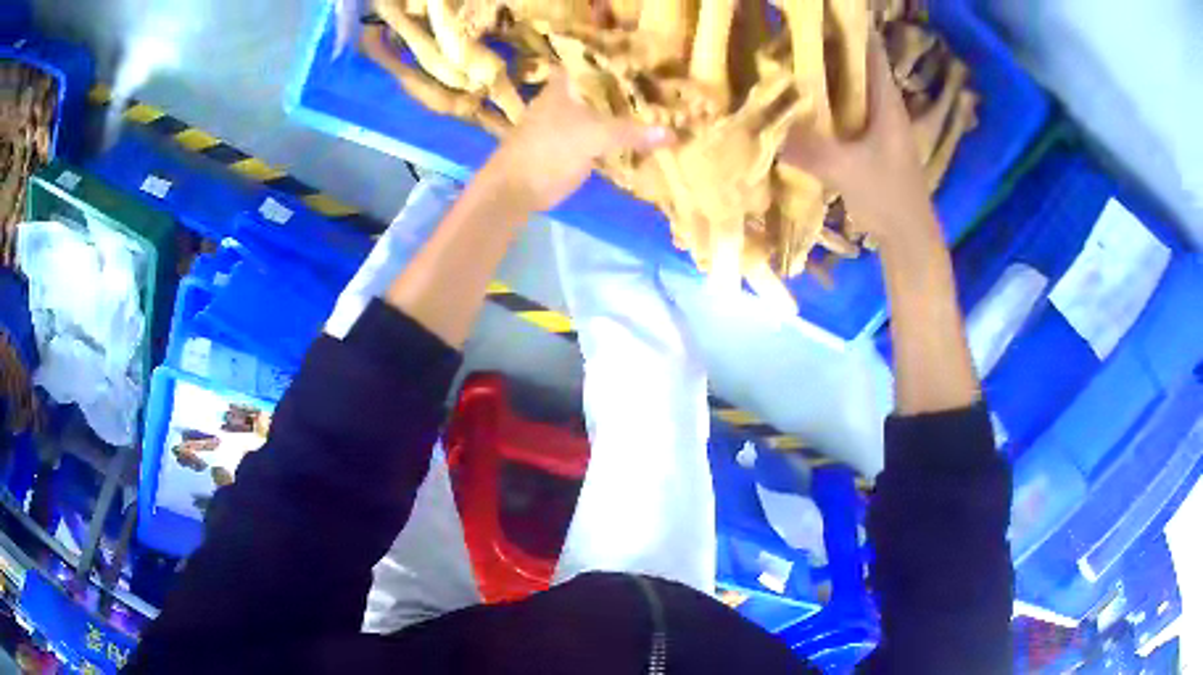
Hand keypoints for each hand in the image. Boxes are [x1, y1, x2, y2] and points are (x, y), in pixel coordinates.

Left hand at [487, 72, 672, 212]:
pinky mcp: (568, 147)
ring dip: (623, 115)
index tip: (643, 61)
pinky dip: (617, 138)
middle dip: (626, 90)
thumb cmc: (548, 149)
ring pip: (600, 113)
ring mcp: (565, 124)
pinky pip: (599, 137)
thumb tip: (671, 134)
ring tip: (657, 111)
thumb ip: (631, 132)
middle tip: (661, 89)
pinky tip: (639, 138)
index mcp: (563, 85)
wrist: (515, 189)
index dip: (615, 61)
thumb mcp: (593, 136)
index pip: (592, 63)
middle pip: (599, 89)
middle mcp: (563, 99)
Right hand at [780, 33, 938, 250]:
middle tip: (787, 34)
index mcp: (886, 101)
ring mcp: (875, 124)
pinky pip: (842, 110)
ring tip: (786, 59)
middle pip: (854, 63)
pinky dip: (822, 101)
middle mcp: (882, 105)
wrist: (908, 237)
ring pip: (847, 87)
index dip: (849, 25)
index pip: (870, 49)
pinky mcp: (867, 142)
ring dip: (822, 73)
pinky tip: (798, 103)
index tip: (820, 11)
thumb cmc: (888, 197)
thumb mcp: (846, 170)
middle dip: (825, 45)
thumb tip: (763, 128)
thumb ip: (808, 148)